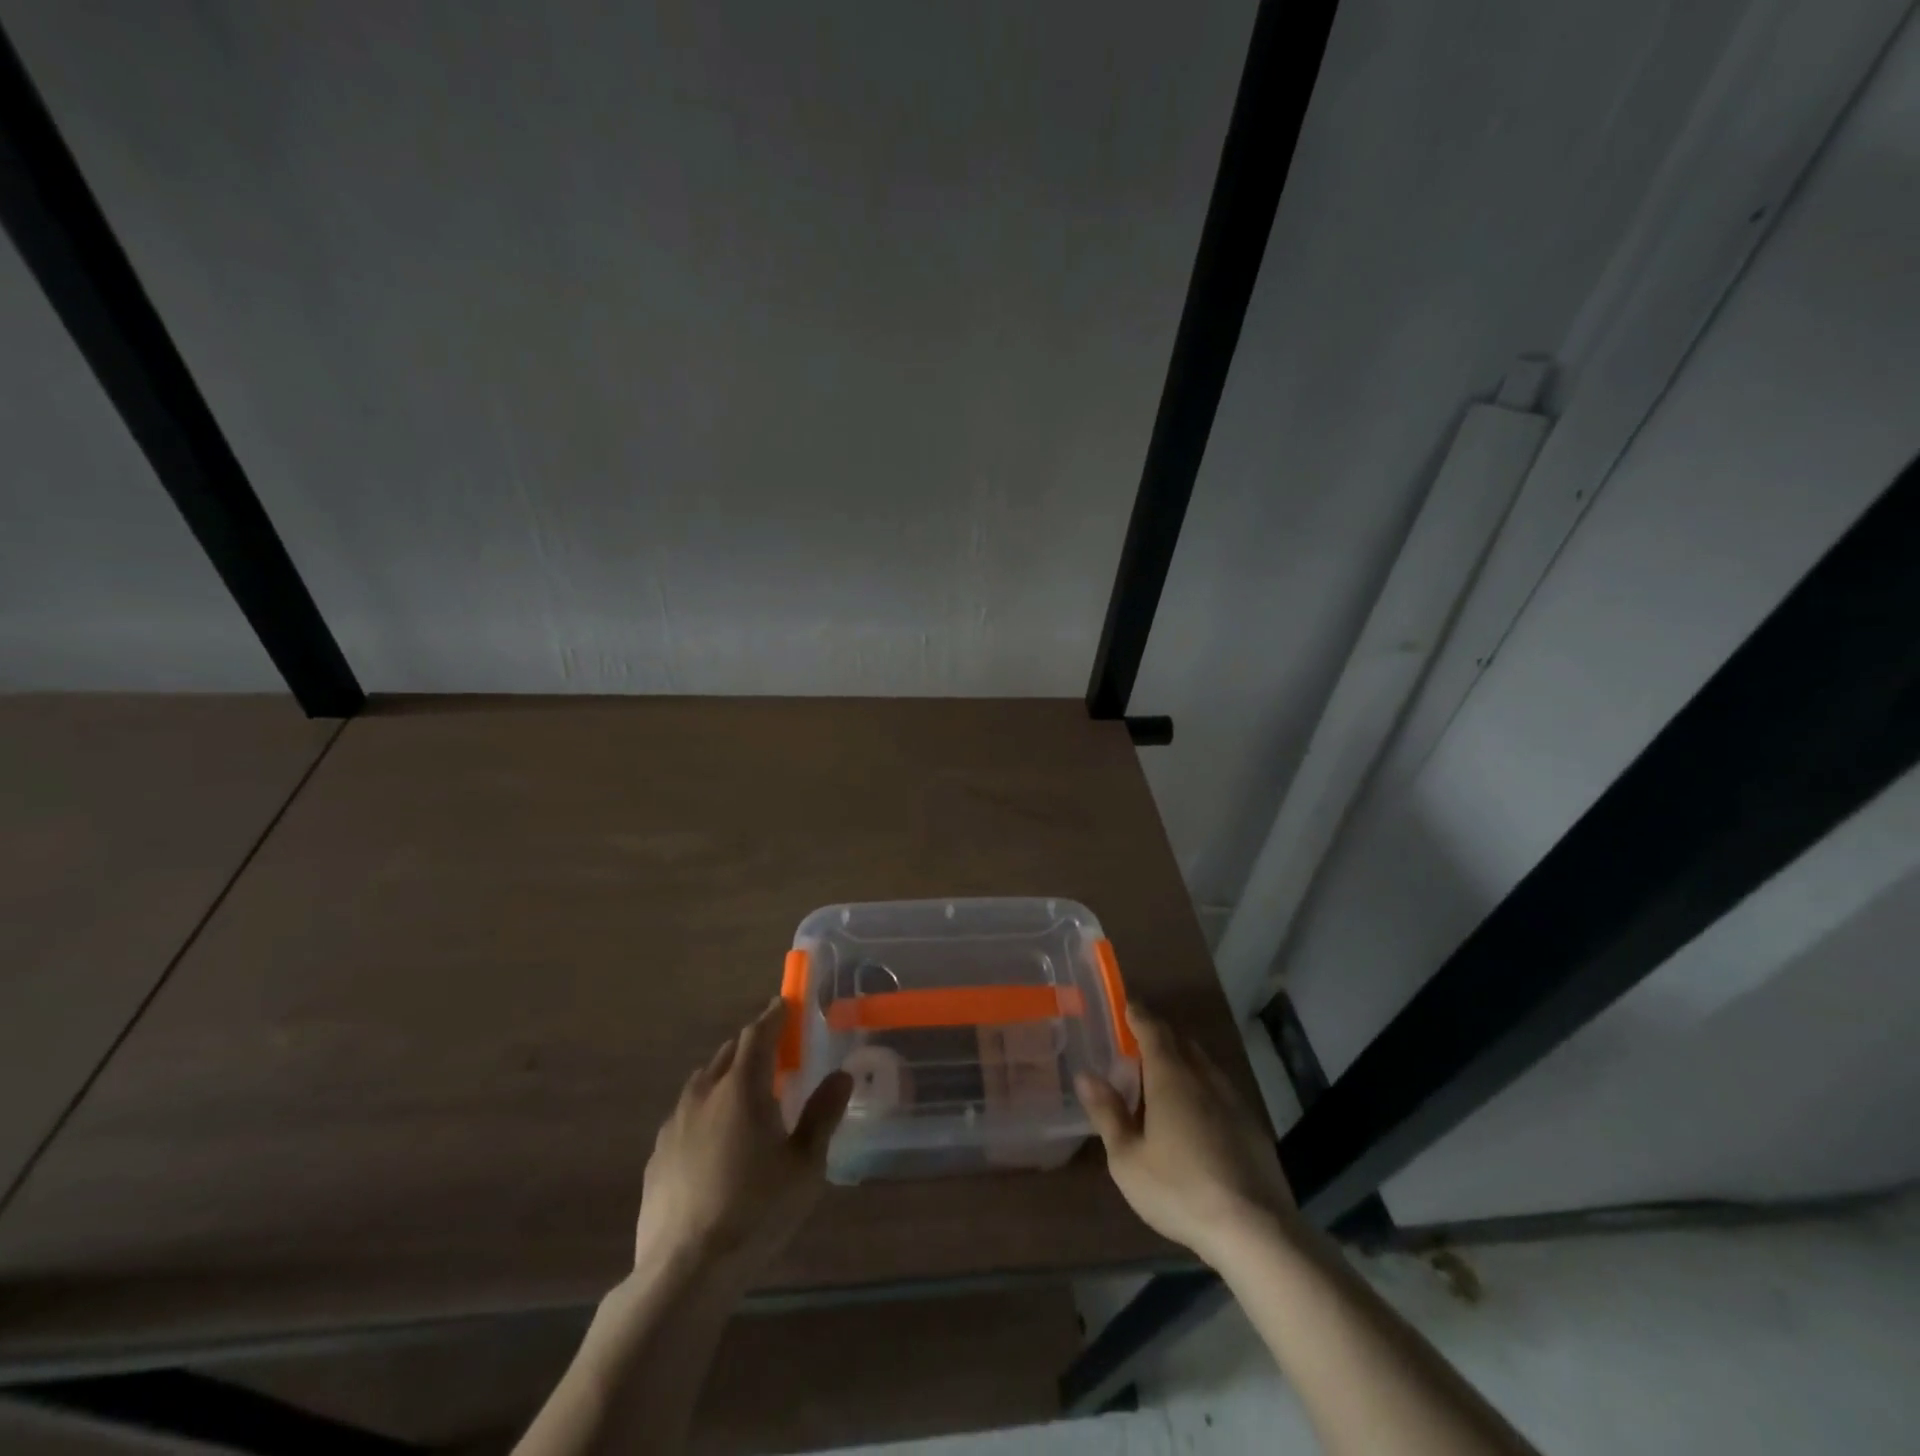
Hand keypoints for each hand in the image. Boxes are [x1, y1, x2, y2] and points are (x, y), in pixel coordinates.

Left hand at [635, 996, 852, 1277]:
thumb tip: (841, 1076)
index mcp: (742, 1088)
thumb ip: (823, 1115)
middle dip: (752, 1045)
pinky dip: (705, 1110)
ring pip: (703, 1082)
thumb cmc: (755, 1211)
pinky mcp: (656, 1155)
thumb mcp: (805, 1165)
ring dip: (726, 1076)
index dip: (774, 1016)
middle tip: (775, 1054)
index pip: (758, 1034)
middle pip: (729, 1053)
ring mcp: (674, 1124)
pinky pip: (685, 1114)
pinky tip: (714, 1139)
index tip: (785, 1004)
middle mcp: (704, 1094)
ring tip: (746, 1094)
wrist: (684, 1271)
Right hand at [1076, 1005, 1294, 1263]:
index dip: (1137, 1014)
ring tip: (1164, 1079)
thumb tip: (1086, 1076)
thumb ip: (1107, 1113)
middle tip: (1137, 1046)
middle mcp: (1203, 1077)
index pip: (1152, 1029)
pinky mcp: (1252, 1125)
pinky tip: (1196, 1116)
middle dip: (1159, 1036)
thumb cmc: (1180, 1190)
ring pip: (1203, 1064)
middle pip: (1180, 1041)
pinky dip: (1202, 1088)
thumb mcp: (1128, 1159)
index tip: (1125, 1005)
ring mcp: (1233, 1099)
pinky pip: (1220, 1089)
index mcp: (1170, 1077)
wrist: (1255, 1230)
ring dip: (1182, 1061)